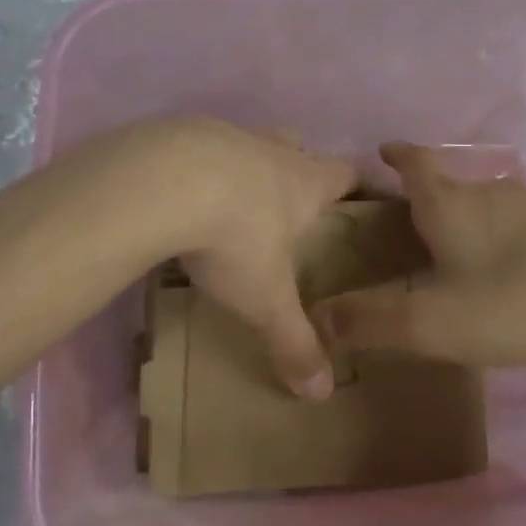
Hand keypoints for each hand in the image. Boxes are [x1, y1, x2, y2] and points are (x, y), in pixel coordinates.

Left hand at [152, 119, 356, 398]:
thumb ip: (294, 342)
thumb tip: (321, 393)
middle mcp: (271, 151)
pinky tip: (177, 193)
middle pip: (297, 146)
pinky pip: (197, 146)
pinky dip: (196, 166)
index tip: (363, 196)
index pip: (347, 173)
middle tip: (290, 200)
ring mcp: (225, 136)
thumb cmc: (233, 237)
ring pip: (247, 143)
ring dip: (244, 165)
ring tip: (227, 201)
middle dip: (299, 166)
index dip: (359, 184)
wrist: (162, 181)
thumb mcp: (265, 299)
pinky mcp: (181, 132)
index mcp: (304, 182)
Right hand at [311, 142, 525, 367]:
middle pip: (446, 183)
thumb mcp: (435, 322)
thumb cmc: (517, 299)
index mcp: (450, 204)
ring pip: (481, 203)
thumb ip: (373, 321)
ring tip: (446, 246)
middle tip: (402, 221)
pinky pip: (511, 222)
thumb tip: (316, 316)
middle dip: (422, 195)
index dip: (397, 155)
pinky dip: (492, 235)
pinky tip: (500, 265)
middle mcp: (487, 193)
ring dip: (459, 215)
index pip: (415, 163)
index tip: (382, 150)